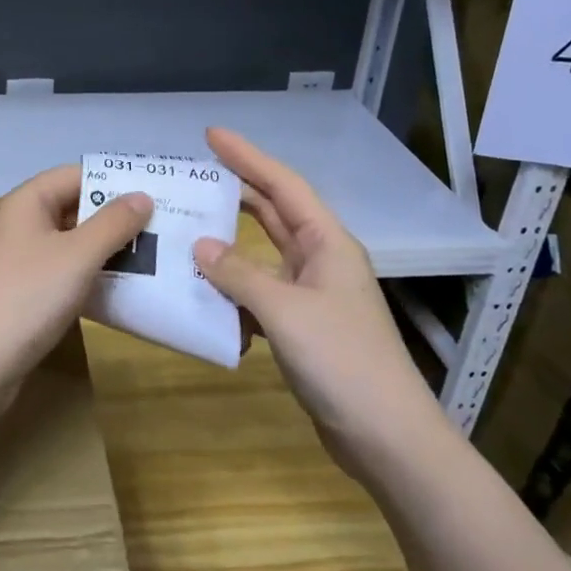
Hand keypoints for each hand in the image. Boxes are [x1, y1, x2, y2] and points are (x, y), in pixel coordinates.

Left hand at [0, 164, 151, 396]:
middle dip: (117, 219)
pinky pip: (65, 278)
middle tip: (166, 228)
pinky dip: (92, 280)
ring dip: (108, 252)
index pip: (76, 175)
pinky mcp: (24, 298)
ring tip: (156, 259)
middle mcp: (21, 227)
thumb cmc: (25, 297)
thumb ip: (113, 224)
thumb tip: (142, 196)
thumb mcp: (77, 255)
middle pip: (75, 210)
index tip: (158, 192)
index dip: (114, 180)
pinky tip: (125, 293)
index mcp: (27, 203)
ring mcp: (20, 264)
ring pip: (72, 247)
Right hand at [192, 128, 447, 472]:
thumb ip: (239, 274)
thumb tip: (201, 245)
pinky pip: (260, 294)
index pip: (283, 186)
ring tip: (187, 230)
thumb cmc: (341, 360)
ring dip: (229, 245)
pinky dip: (233, 290)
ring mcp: (313, 295)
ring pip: (264, 256)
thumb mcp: (284, 310)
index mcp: (327, 244)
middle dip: (237, 192)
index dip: (247, 156)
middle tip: (193, 177)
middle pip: (275, 214)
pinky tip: (204, 295)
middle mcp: (321, 261)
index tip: (211, 135)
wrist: (384, 434)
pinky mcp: (303, 327)